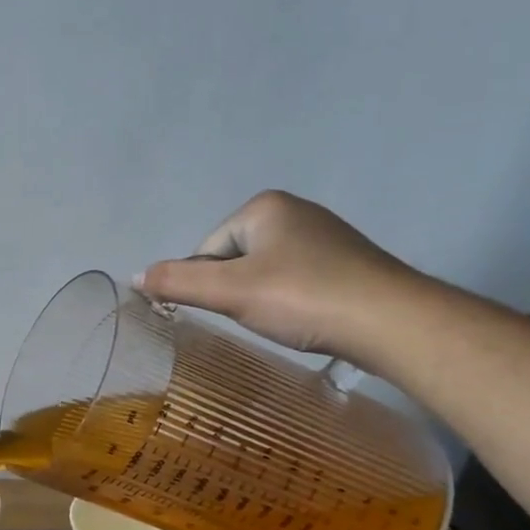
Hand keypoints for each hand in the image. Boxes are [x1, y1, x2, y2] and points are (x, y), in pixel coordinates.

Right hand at [135, 190, 426, 361]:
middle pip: (234, 261)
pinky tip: (305, 320)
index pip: (207, 251)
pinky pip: (297, 281)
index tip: (231, 310)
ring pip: (265, 273)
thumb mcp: (229, 292)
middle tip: (257, 317)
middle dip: (236, 292)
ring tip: (283, 321)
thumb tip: (135, 277)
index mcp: (264, 207)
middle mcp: (295, 211)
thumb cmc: (303, 298)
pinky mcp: (348, 264)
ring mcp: (326, 237)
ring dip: (263, 299)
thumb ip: (176, 282)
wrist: (394, 323)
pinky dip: (292, 302)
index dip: (208, 285)